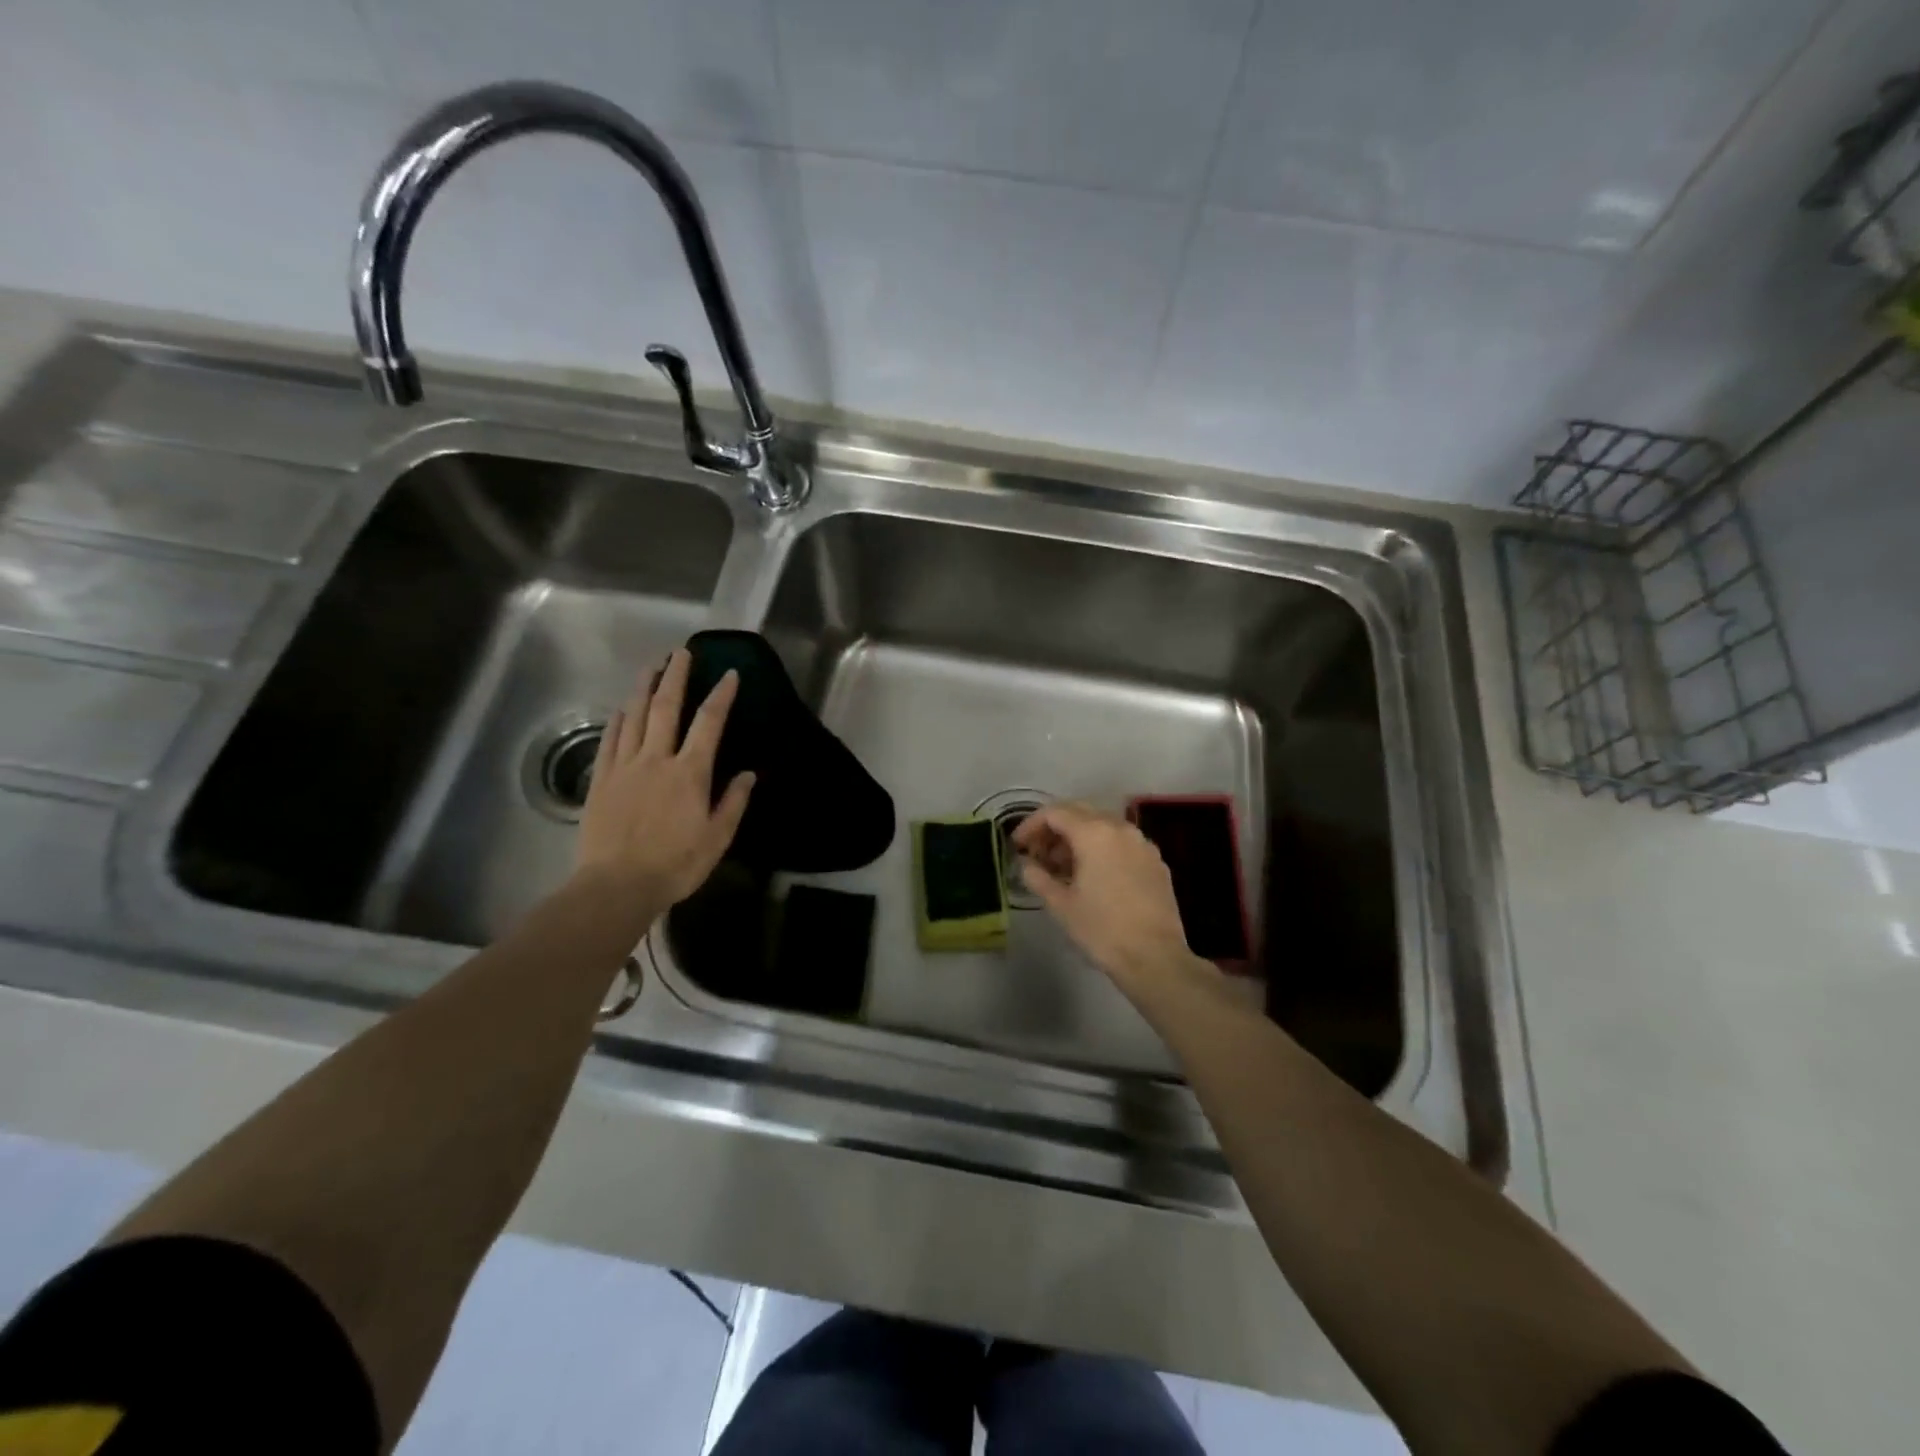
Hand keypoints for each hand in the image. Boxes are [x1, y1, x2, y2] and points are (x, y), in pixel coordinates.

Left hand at [573, 648, 754, 910]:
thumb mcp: (717, 838)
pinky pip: (610, 740)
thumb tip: (748, 774)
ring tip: (651, 666)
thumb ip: (733, 802)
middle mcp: (657, 759)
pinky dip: (618, 719)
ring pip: (635, 716)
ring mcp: (625, 766)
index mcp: (690, 773)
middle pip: (666, 707)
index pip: (709, 723)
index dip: (721, 696)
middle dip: (676, 676)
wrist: (616, 885)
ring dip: (644, 688)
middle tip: (681, 652)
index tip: (729, 674)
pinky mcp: (601, 780)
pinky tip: (623, 708)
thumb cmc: (675, 864)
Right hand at [1011, 802, 1200, 990]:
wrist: (1155, 958)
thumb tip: (1026, 864)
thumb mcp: (1060, 905)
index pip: (1054, 813)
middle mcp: (1120, 828)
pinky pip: (1121, 842)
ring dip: (1078, 837)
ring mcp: (1142, 843)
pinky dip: (1101, 848)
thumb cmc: (1102, 929)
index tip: (1018, 845)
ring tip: (1062, 867)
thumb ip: (1037, 876)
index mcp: (1094, 833)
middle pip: (1079, 812)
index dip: (1031, 825)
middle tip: (1038, 853)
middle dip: (1054, 828)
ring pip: (1102, 825)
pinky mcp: (1156, 861)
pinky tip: (1093, 875)